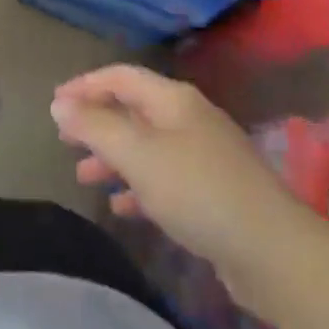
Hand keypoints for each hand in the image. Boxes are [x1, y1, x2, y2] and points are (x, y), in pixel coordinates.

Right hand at [51, 65, 285, 273]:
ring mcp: (204, 157)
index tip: (55, 104)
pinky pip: (164, 179)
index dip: (85, 85)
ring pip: (147, 147)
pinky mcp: (213, 194)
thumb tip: (60, 104)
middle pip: (133, 111)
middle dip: (97, 124)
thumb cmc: (197, 191)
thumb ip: (95, 127)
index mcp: (173, 100)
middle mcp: (189, 120)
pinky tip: (121, 207)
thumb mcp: (137, 155)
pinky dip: (138, 187)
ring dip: (114, 158)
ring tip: (85, 178)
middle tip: (64, 141)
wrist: (273, 252)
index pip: (121, 77)